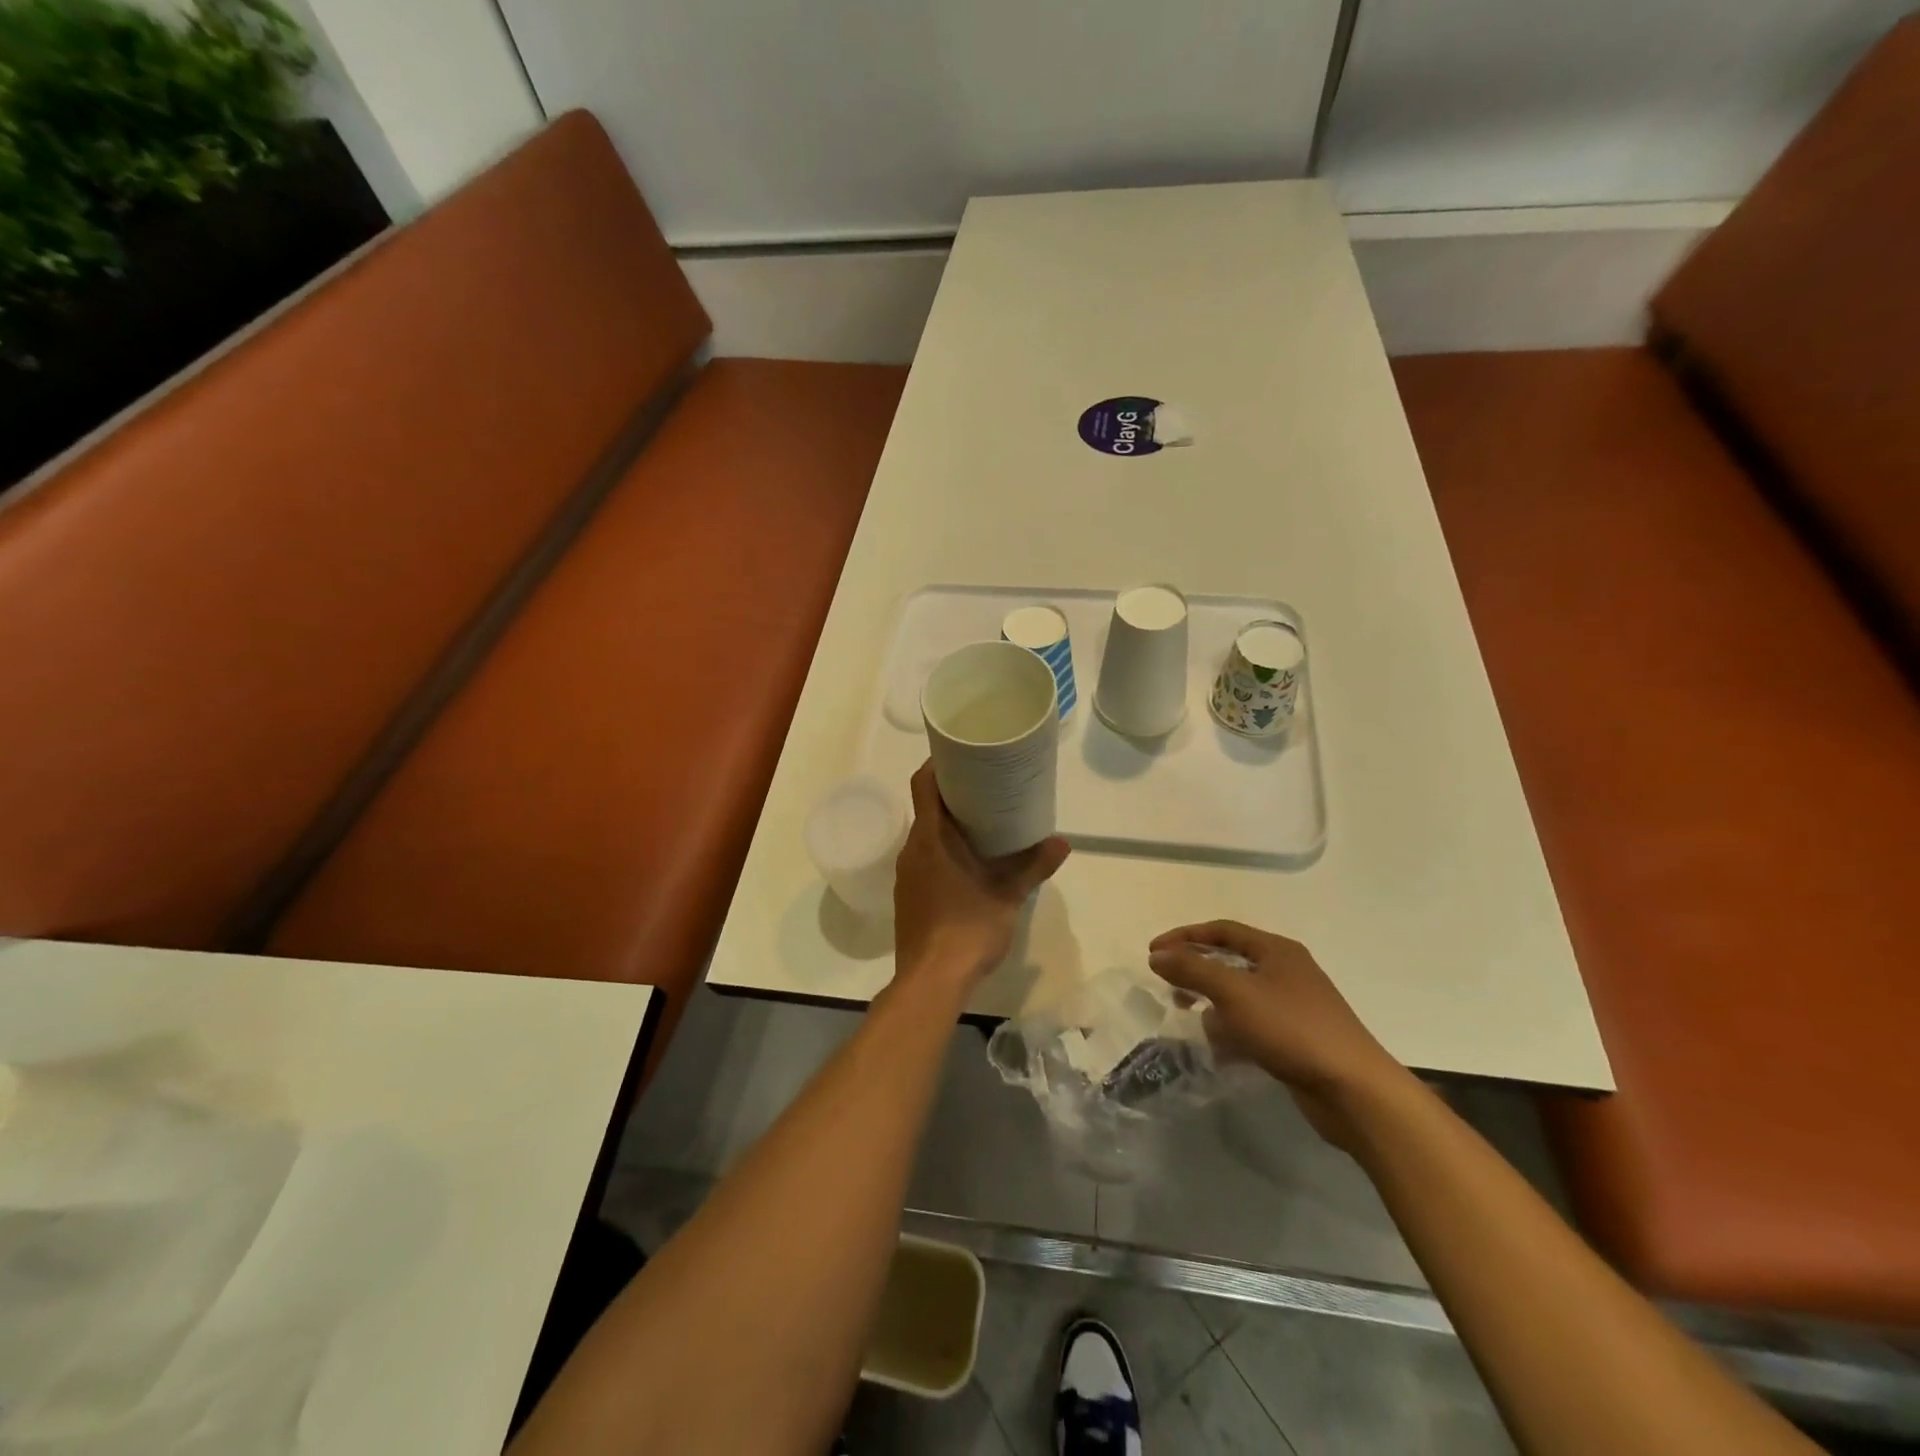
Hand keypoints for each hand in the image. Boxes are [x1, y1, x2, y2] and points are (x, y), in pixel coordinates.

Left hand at [894, 762, 1070, 987]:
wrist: (931, 981)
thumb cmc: (967, 928)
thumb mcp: (1007, 895)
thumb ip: (1033, 866)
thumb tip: (1063, 843)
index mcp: (930, 838)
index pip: (923, 784)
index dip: (937, 763)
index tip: (960, 754)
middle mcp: (911, 850)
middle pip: (926, 807)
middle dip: (952, 794)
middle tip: (986, 786)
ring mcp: (906, 875)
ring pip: (925, 835)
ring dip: (948, 825)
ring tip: (982, 822)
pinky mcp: (908, 896)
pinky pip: (924, 859)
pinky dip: (943, 850)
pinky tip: (968, 862)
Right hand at [1148, 921, 1407, 1148]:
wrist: (1354, 1091)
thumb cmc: (1292, 1029)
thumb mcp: (1234, 993)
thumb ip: (1192, 969)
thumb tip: (1157, 955)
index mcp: (1276, 950)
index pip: (1222, 930)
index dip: (1185, 937)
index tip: (1153, 953)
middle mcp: (1286, 971)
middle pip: (1230, 962)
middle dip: (1197, 974)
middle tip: (1170, 989)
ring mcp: (1293, 1007)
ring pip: (1240, 997)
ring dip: (1214, 1007)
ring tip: (1194, 1023)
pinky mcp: (1296, 1040)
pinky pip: (1253, 1026)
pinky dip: (1233, 1033)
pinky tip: (1221, 1052)